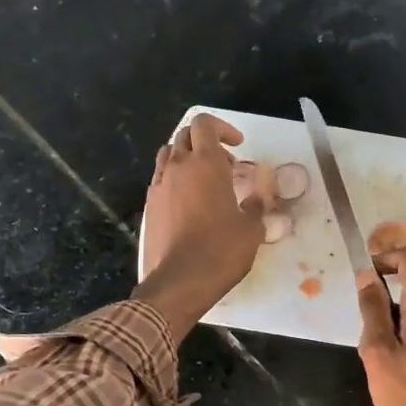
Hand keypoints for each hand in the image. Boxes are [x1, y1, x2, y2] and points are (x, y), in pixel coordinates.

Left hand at [134, 114, 266, 340]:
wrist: (179, 281)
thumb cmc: (221, 251)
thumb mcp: (251, 229)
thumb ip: (255, 206)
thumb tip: (257, 198)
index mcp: (205, 164)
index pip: (205, 124)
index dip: (222, 128)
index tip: (238, 146)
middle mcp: (178, 168)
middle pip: (185, 136)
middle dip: (206, 143)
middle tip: (227, 165)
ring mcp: (159, 186)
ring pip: (169, 155)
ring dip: (188, 159)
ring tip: (206, 181)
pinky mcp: (149, 207)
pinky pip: (161, 180)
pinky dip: (176, 181)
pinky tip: (190, 204)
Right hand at [355, 243, 405, 405]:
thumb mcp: (378, 353)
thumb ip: (373, 311)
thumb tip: (367, 275)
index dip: (386, 257)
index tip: (365, 275)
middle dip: (380, 308)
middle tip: (367, 346)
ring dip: (389, 332)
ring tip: (380, 370)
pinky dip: (402, 345)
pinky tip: (396, 380)